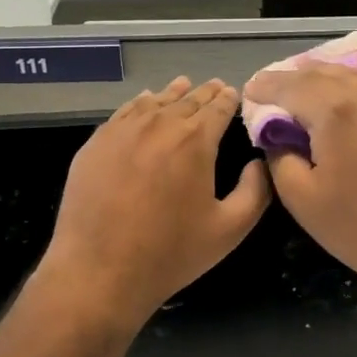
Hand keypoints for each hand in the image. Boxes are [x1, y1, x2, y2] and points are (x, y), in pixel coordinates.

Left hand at [39, 77, 271, 336]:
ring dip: (173, 93)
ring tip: (183, 86)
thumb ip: (255, 191)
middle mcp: (160, 124)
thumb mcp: (230, 229)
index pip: (218, 108)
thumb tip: (260, 162)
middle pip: (187, 100)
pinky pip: (124, 112)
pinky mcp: (96, 142)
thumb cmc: (170, 252)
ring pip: (154, 101)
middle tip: (215, 87)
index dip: (228, 99)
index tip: (233, 94)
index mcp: (196, 140)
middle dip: (204, 93)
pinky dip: (140, 103)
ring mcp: (123, 130)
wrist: (99, 270)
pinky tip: (144, 102)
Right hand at [244, 54, 356, 314]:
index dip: (266, 87)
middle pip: (320, 77)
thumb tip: (276, 137)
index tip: (249, 90)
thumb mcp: (300, 198)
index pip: (290, 88)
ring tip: (304, 72)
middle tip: (270, 86)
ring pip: (354, 76)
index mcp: (332, 114)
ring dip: (325, 71)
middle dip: (291, 77)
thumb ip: (280, 157)